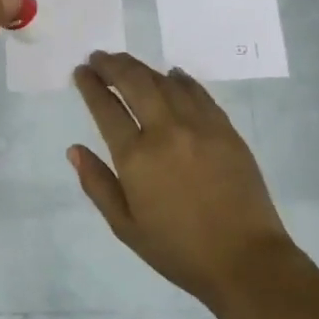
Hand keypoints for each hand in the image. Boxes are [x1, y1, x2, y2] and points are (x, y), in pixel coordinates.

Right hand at [69, 51, 299, 308]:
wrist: (245, 260)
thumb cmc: (178, 250)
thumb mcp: (126, 227)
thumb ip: (97, 184)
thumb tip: (74, 149)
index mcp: (136, 157)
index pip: (107, 108)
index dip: (91, 85)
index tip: (81, 72)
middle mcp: (165, 131)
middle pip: (135, 83)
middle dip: (112, 65)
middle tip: (98, 57)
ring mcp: (199, 126)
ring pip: (165, 82)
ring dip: (142, 68)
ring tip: (127, 63)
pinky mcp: (225, 129)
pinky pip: (199, 93)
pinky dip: (181, 80)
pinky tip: (172, 75)